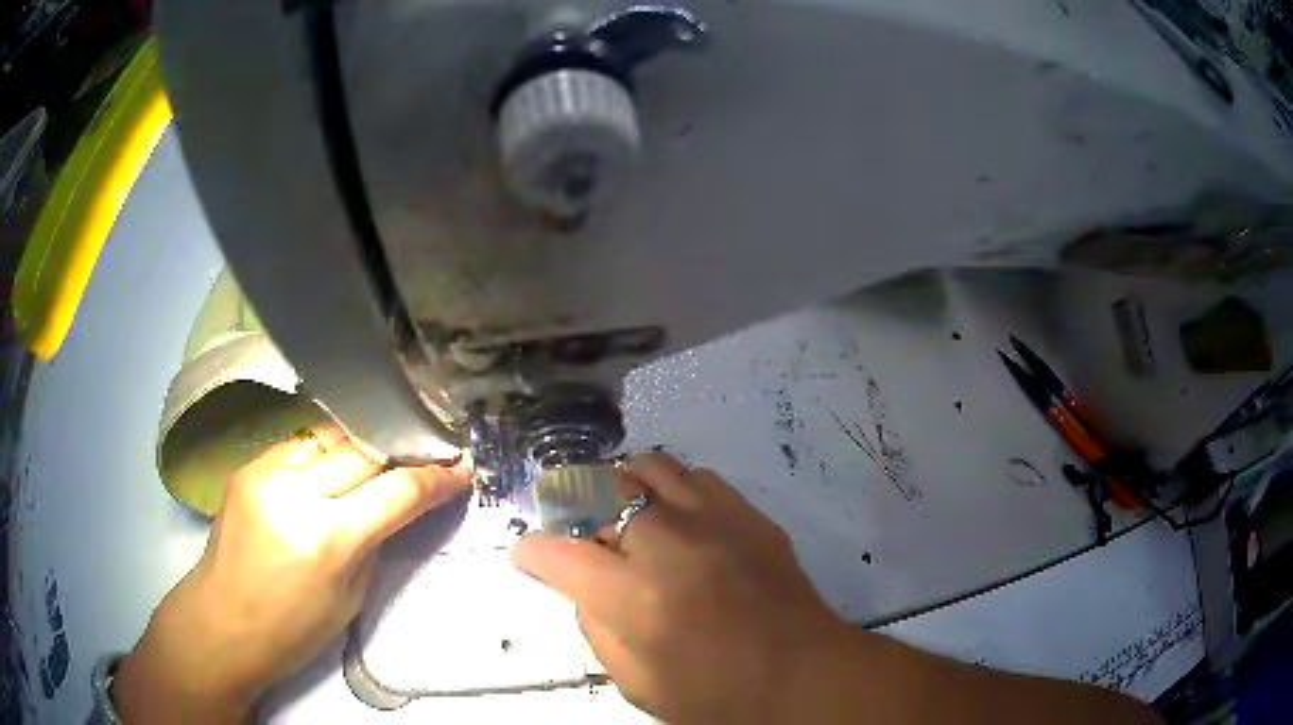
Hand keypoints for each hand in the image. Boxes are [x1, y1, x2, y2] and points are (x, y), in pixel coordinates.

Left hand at [115, 424, 470, 722]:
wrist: (221, 621)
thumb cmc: (293, 629)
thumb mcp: (351, 597)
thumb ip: (376, 541)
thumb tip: (401, 503)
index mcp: (328, 539)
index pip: (396, 491)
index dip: (436, 478)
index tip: (462, 468)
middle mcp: (295, 492)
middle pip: (365, 450)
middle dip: (403, 450)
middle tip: (431, 450)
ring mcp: (265, 471)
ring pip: (331, 436)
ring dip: (364, 443)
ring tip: (386, 450)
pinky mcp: (248, 464)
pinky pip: (300, 444)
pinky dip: (327, 450)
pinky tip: (336, 461)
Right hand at [510, 453, 844, 722]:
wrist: (807, 678)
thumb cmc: (718, 699)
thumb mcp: (637, 684)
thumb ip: (597, 630)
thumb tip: (584, 589)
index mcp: (635, 598)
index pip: (558, 554)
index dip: (532, 552)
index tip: (527, 556)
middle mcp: (671, 545)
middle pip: (602, 489)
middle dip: (575, 505)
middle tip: (579, 531)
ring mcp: (717, 522)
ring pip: (650, 467)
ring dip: (624, 486)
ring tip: (626, 515)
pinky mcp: (752, 517)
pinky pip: (698, 478)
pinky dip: (673, 491)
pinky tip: (679, 520)